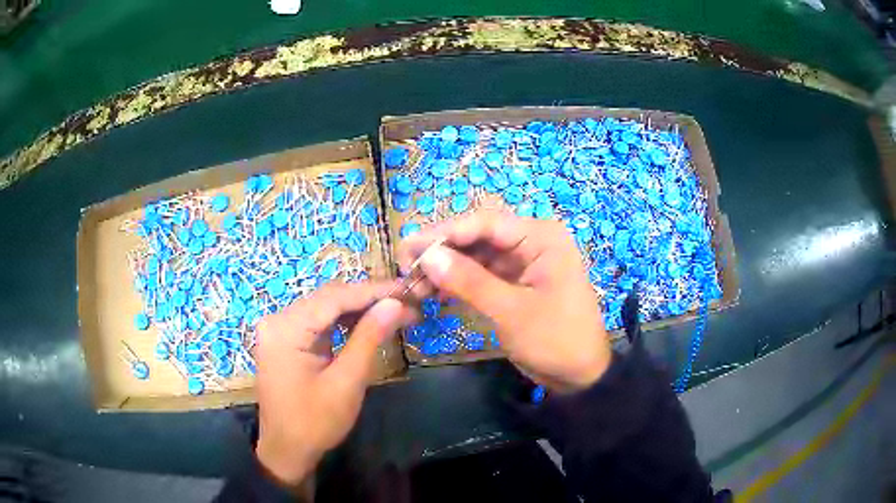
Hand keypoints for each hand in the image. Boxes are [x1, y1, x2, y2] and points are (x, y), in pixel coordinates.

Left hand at [254, 282, 415, 489]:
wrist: (287, 450)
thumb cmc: (315, 422)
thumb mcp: (346, 382)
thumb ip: (369, 338)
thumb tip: (395, 304)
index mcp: (286, 328)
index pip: (335, 297)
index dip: (374, 291)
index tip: (408, 289)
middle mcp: (278, 320)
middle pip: (329, 298)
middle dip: (369, 299)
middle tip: (407, 303)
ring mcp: (279, 329)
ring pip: (325, 308)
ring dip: (359, 309)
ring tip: (395, 312)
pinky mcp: (285, 339)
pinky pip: (318, 322)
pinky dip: (344, 322)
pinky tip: (368, 324)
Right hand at [398, 210, 610, 392]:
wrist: (579, 376)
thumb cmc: (556, 340)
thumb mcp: (511, 312)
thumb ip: (469, 281)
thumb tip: (426, 255)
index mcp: (540, 237)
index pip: (485, 223)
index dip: (444, 233)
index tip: (408, 247)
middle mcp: (531, 242)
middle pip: (477, 236)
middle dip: (442, 251)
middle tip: (405, 266)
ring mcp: (522, 263)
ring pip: (475, 256)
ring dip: (445, 268)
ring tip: (413, 284)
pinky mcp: (514, 283)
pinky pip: (480, 275)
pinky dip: (457, 283)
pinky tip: (433, 292)